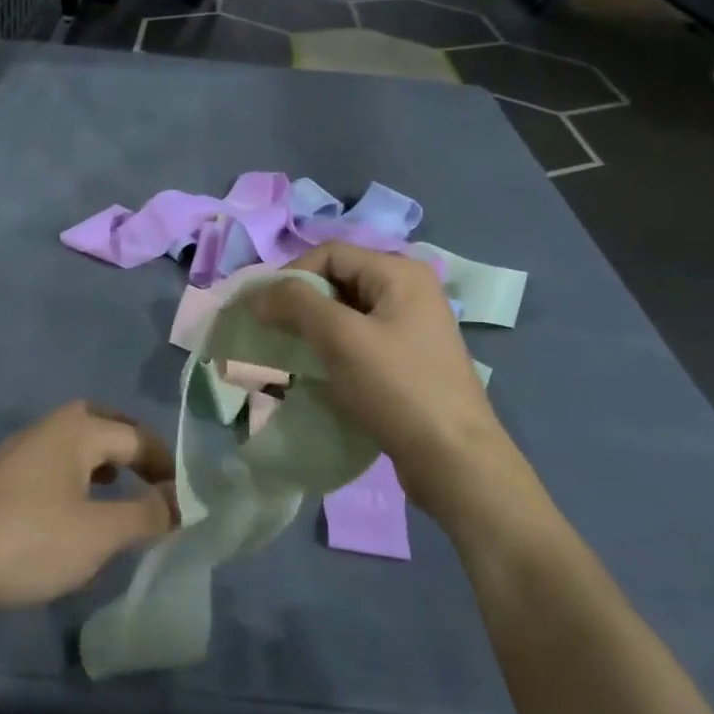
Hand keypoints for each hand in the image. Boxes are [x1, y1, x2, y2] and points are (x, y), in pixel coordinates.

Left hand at [0, 401, 176, 611]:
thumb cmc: (28, 541)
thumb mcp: (98, 533)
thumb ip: (145, 515)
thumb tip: (180, 502)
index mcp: (76, 430)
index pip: (136, 437)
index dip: (166, 465)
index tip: (185, 497)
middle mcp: (47, 429)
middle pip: (101, 424)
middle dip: (131, 447)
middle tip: (153, 475)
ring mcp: (17, 452)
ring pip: (73, 444)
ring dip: (101, 461)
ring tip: (118, 490)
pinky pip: (51, 465)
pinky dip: (75, 478)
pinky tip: (72, 511)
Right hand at [252, 243, 519, 512]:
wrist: (453, 460)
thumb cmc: (397, 388)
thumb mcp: (341, 338)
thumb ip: (296, 304)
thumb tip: (259, 295)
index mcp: (400, 273)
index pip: (330, 253)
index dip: (291, 275)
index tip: (264, 311)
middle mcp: (409, 290)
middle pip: (339, 279)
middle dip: (300, 302)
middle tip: (273, 331)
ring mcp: (411, 326)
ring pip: (347, 312)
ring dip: (313, 327)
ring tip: (290, 353)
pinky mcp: (408, 359)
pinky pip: (360, 339)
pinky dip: (333, 348)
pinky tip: (317, 371)